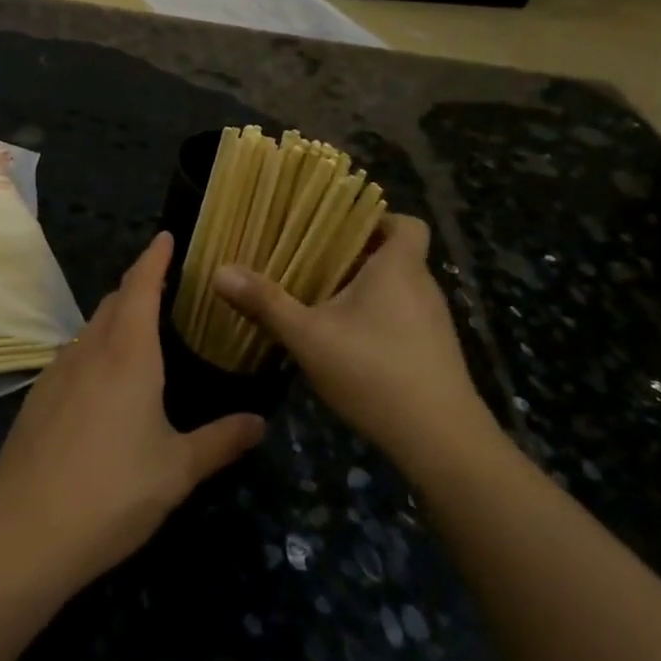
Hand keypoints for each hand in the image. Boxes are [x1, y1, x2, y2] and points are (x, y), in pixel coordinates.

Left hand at [0, 233, 266, 589]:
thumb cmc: (113, 492)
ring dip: (114, 318)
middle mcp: (90, 351)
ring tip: (139, 331)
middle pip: (113, 302)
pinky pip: (73, 356)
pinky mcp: (37, 399)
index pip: (141, 287)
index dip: (154, 258)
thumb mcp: (177, 470)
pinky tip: (104, 382)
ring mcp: (57, 373)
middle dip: (138, 286)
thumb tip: (260, 422)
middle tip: (165, 287)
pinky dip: (94, 350)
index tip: (166, 237)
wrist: (24, 531)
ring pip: (90, 329)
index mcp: (128, 355)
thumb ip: (221, 441)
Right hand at [213, 215, 500, 472]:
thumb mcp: (308, 337)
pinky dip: (376, 319)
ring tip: (321, 300)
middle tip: (311, 263)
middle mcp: (423, 287)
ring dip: (364, 290)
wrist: (441, 442)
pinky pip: (403, 318)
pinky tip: (345, 343)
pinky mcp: (434, 353)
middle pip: (394, 255)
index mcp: (399, 268)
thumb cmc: (374, 372)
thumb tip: (220, 271)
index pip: (406, 223)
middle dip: (355, 256)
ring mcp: (433, 322)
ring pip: (397, 289)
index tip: (337, 228)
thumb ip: (266, 303)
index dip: (376, 219)